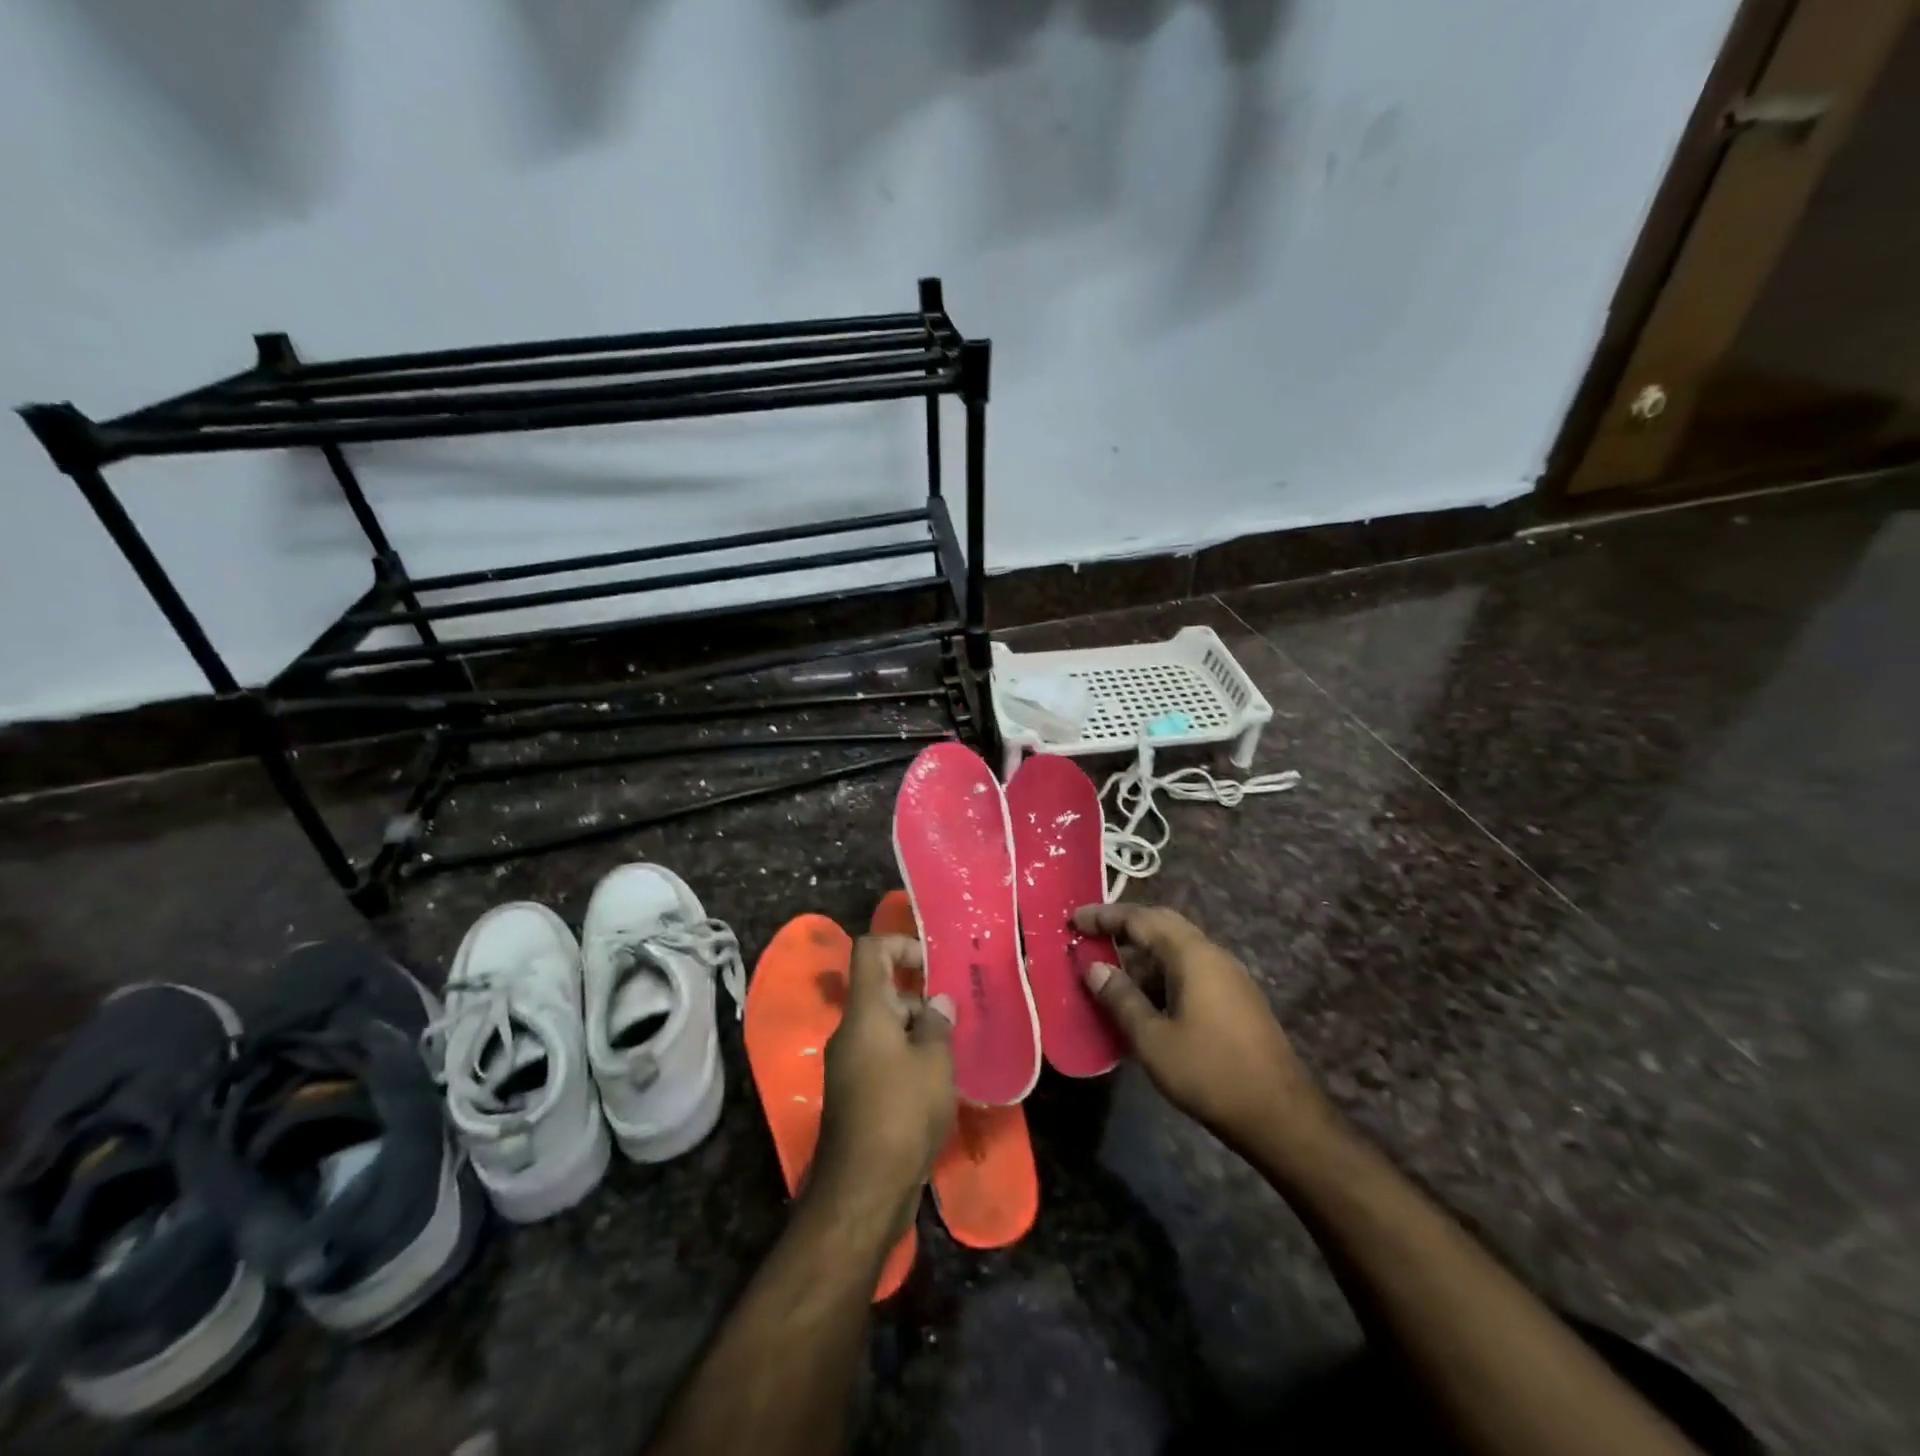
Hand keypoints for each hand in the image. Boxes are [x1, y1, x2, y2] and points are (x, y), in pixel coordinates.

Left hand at [812, 935, 956, 1228]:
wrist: (864, 1189)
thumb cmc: (902, 1111)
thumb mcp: (933, 1061)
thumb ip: (937, 1024)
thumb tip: (938, 1002)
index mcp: (865, 1012)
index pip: (870, 951)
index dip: (900, 944)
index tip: (932, 963)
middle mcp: (851, 1032)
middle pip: (881, 991)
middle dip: (919, 996)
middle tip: (956, 1013)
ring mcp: (850, 1065)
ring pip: (885, 1028)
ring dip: (918, 1031)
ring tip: (955, 1050)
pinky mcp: (856, 1095)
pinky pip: (884, 1058)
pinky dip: (909, 1058)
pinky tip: (939, 1081)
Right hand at [1075, 903, 1325, 1154]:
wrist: (1281, 1116)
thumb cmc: (1210, 1073)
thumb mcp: (1153, 1040)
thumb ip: (1120, 998)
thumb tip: (1093, 967)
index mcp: (1192, 955)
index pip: (1141, 919)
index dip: (1105, 917)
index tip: (1074, 920)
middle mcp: (1213, 954)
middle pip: (1162, 925)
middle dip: (1125, 926)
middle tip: (1091, 936)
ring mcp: (1229, 976)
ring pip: (1178, 949)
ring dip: (1143, 954)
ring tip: (1112, 975)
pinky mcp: (1237, 998)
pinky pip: (1191, 969)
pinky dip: (1162, 973)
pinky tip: (1146, 1002)